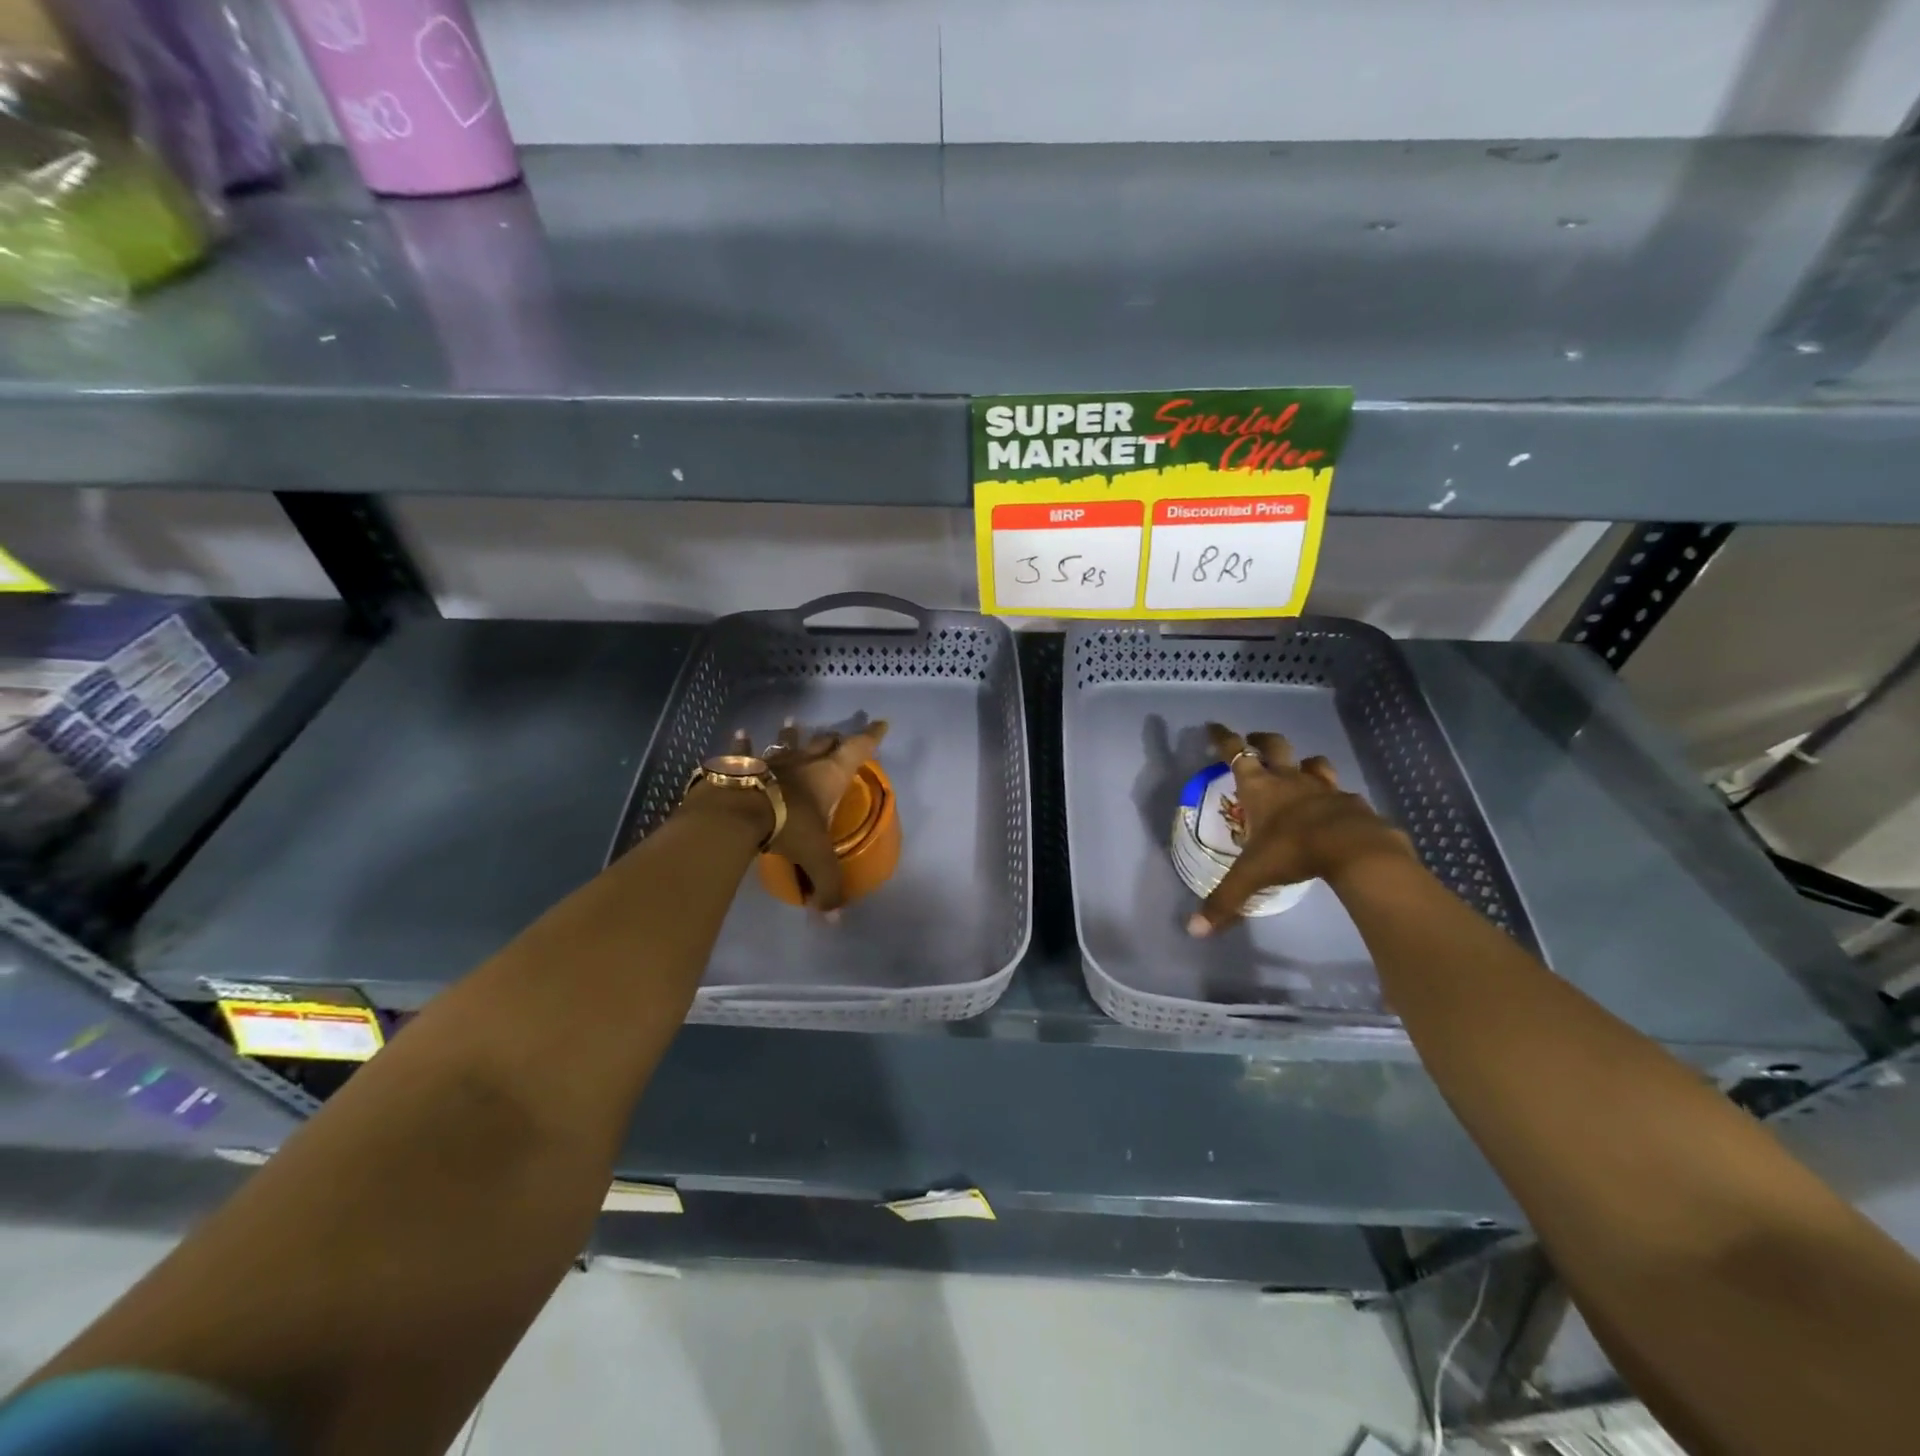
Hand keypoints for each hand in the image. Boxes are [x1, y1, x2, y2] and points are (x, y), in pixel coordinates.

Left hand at [758, 718, 888, 911]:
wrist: (736, 813)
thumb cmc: (787, 827)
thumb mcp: (815, 859)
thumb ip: (827, 887)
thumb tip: (832, 918)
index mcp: (828, 777)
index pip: (857, 750)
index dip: (871, 737)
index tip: (881, 723)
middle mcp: (804, 762)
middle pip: (823, 743)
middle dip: (834, 738)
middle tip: (838, 735)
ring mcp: (771, 760)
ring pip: (785, 743)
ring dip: (790, 734)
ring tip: (792, 721)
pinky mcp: (742, 765)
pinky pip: (744, 751)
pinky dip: (743, 743)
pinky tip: (742, 732)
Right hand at [1186, 722, 1413, 936]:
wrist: (1355, 850)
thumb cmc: (1293, 851)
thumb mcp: (1252, 877)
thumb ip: (1224, 902)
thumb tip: (1193, 930)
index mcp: (1260, 788)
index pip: (1235, 753)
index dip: (1222, 738)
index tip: (1214, 727)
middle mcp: (1290, 780)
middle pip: (1274, 746)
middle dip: (1261, 740)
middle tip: (1254, 741)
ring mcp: (1324, 788)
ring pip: (1313, 763)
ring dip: (1303, 763)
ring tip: (1299, 771)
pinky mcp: (1352, 803)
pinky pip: (1340, 793)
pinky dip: (1334, 797)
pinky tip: (1334, 810)